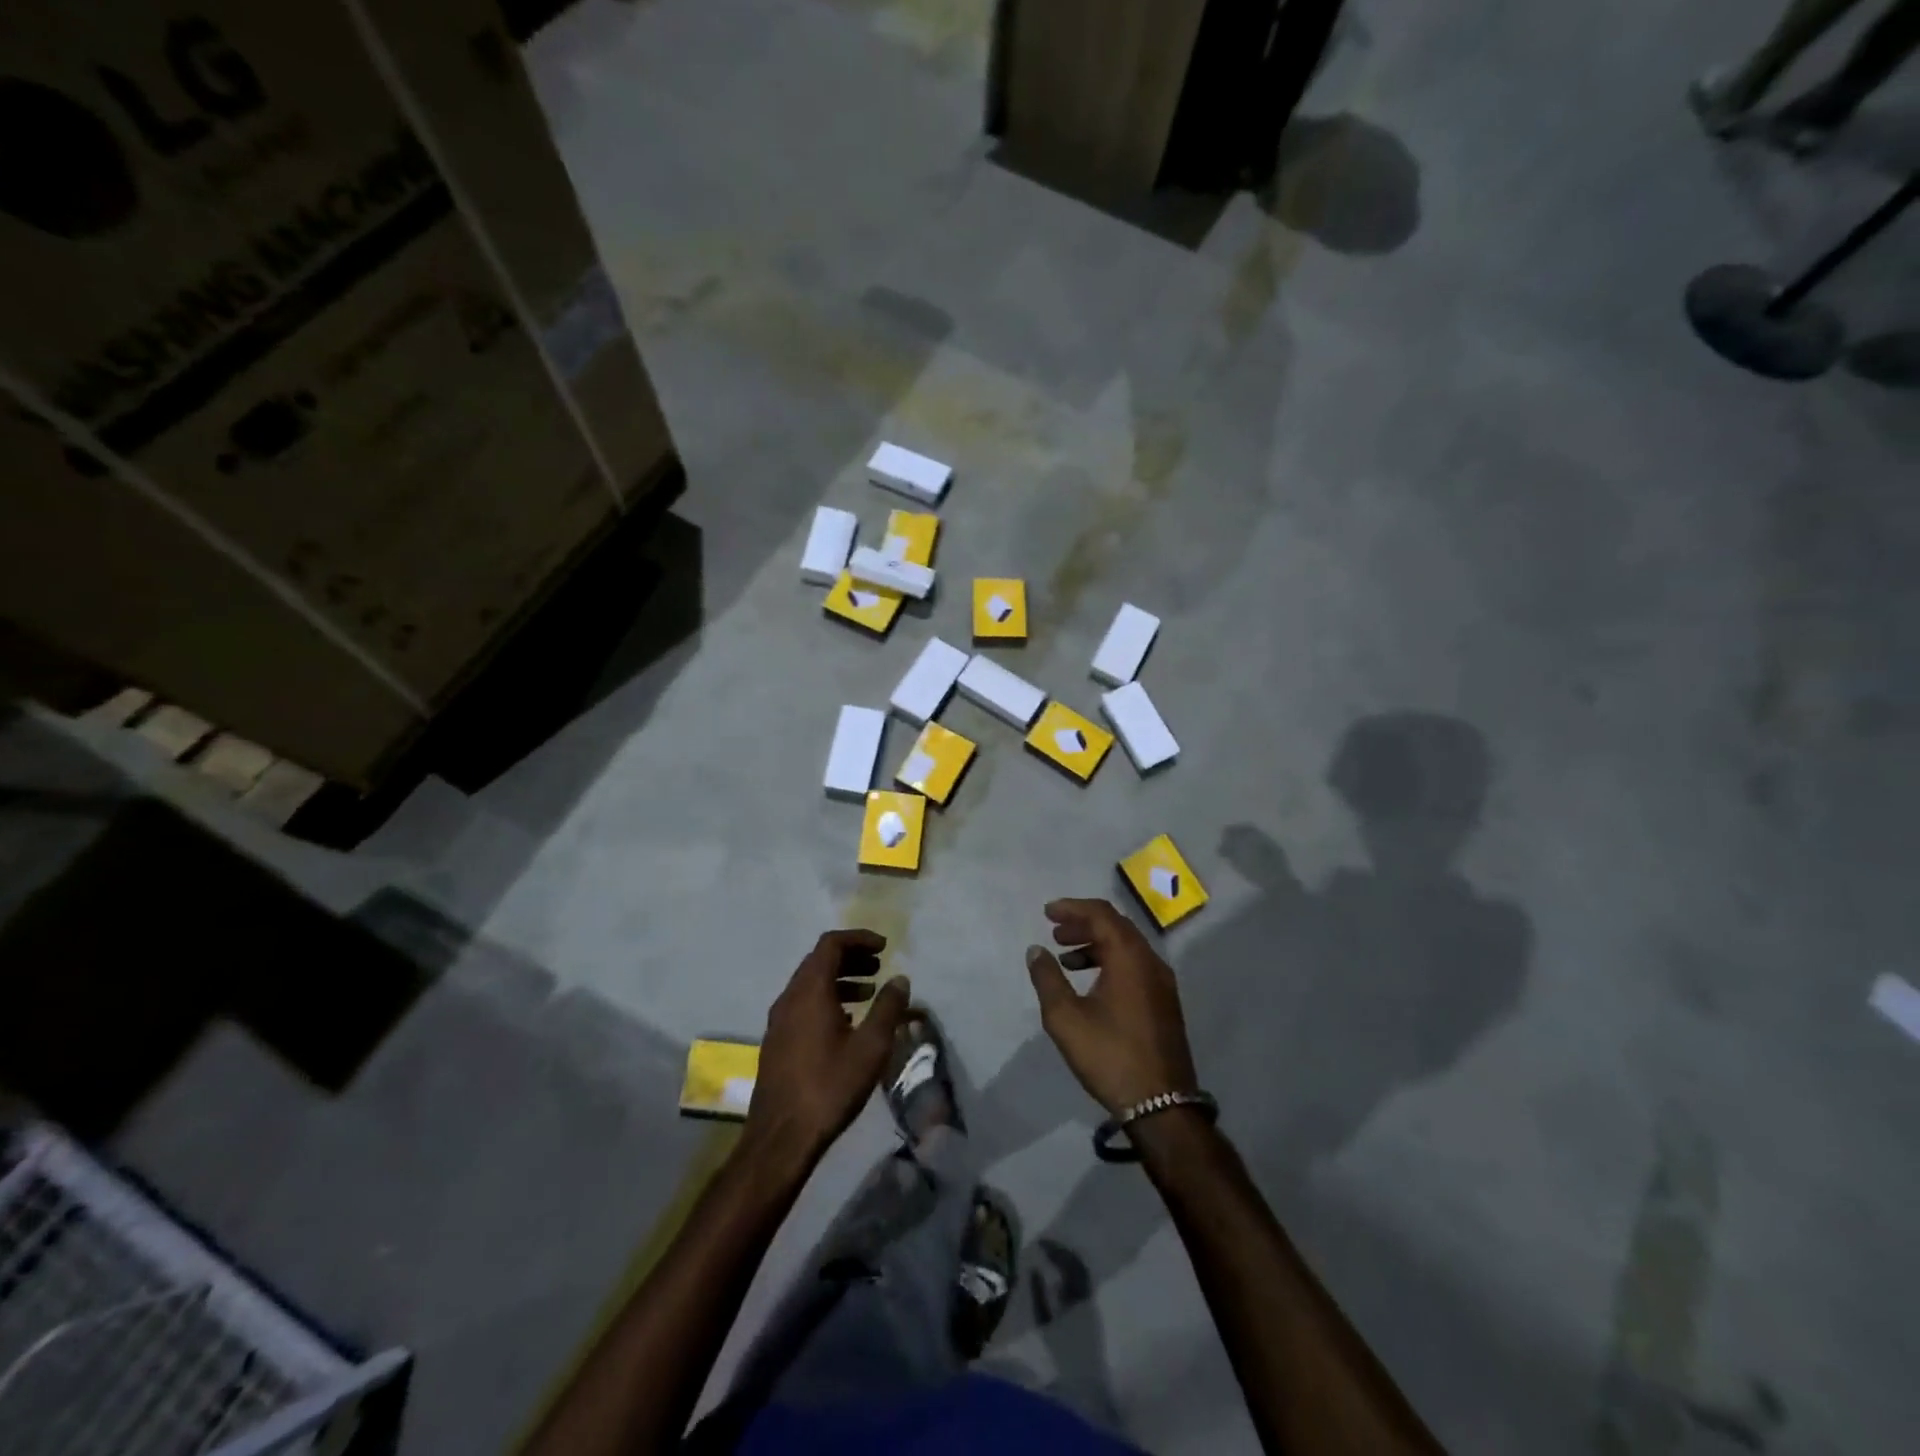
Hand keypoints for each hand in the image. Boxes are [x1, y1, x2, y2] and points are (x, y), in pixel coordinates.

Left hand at [746, 930, 910, 1164]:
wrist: (781, 1137)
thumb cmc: (830, 1086)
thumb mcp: (871, 1047)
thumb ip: (888, 1008)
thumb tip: (900, 979)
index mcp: (809, 990)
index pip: (831, 944)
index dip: (859, 939)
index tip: (884, 947)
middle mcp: (789, 997)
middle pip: (819, 961)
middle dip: (850, 957)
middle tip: (879, 966)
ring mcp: (779, 1020)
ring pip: (810, 984)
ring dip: (839, 979)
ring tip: (868, 993)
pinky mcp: (777, 1041)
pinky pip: (803, 1004)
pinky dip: (827, 1000)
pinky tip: (847, 1023)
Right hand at [1025, 899, 1197, 1115]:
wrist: (1162, 1106)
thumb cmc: (1110, 1056)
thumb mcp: (1066, 1018)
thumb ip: (1047, 978)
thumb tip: (1036, 950)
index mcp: (1130, 957)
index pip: (1101, 914)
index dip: (1072, 908)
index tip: (1047, 913)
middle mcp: (1151, 961)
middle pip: (1116, 926)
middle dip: (1083, 924)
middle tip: (1055, 934)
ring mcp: (1162, 983)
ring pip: (1127, 947)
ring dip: (1096, 944)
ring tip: (1066, 959)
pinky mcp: (1165, 1002)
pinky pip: (1135, 965)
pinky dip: (1110, 962)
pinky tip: (1091, 983)